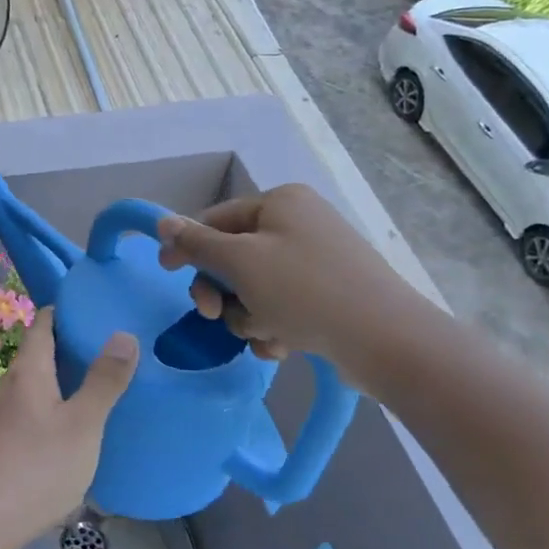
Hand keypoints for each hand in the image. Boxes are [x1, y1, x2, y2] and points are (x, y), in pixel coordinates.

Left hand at [0, 309, 137, 548]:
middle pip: (37, 354)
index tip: (94, 308)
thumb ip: (104, 381)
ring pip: (32, 386)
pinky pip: (26, 414)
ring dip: (59, 382)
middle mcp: (7, 386)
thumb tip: (124, 334)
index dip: (65, 310)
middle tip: (108, 350)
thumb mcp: (82, 425)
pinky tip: (67, 432)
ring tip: (94, 389)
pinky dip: (49, 410)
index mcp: (28, 371)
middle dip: (68, 348)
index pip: (42, 323)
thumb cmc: (35, 468)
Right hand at [156, 184, 426, 385]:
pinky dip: (275, 327)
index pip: (215, 219)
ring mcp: (317, 260)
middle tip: (213, 315)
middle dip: (223, 291)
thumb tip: (163, 222)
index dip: (188, 247)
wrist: (386, 340)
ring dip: (248, 315)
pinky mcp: (330, 295)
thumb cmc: (304, 291)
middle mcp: (299, 224)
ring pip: (254, 288)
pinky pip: (282, 306)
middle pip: (234, 257)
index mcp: (280, 202)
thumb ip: (197, 243)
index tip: (166, 273)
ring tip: (267, 334)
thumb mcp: (240, 263)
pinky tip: (283, 346)